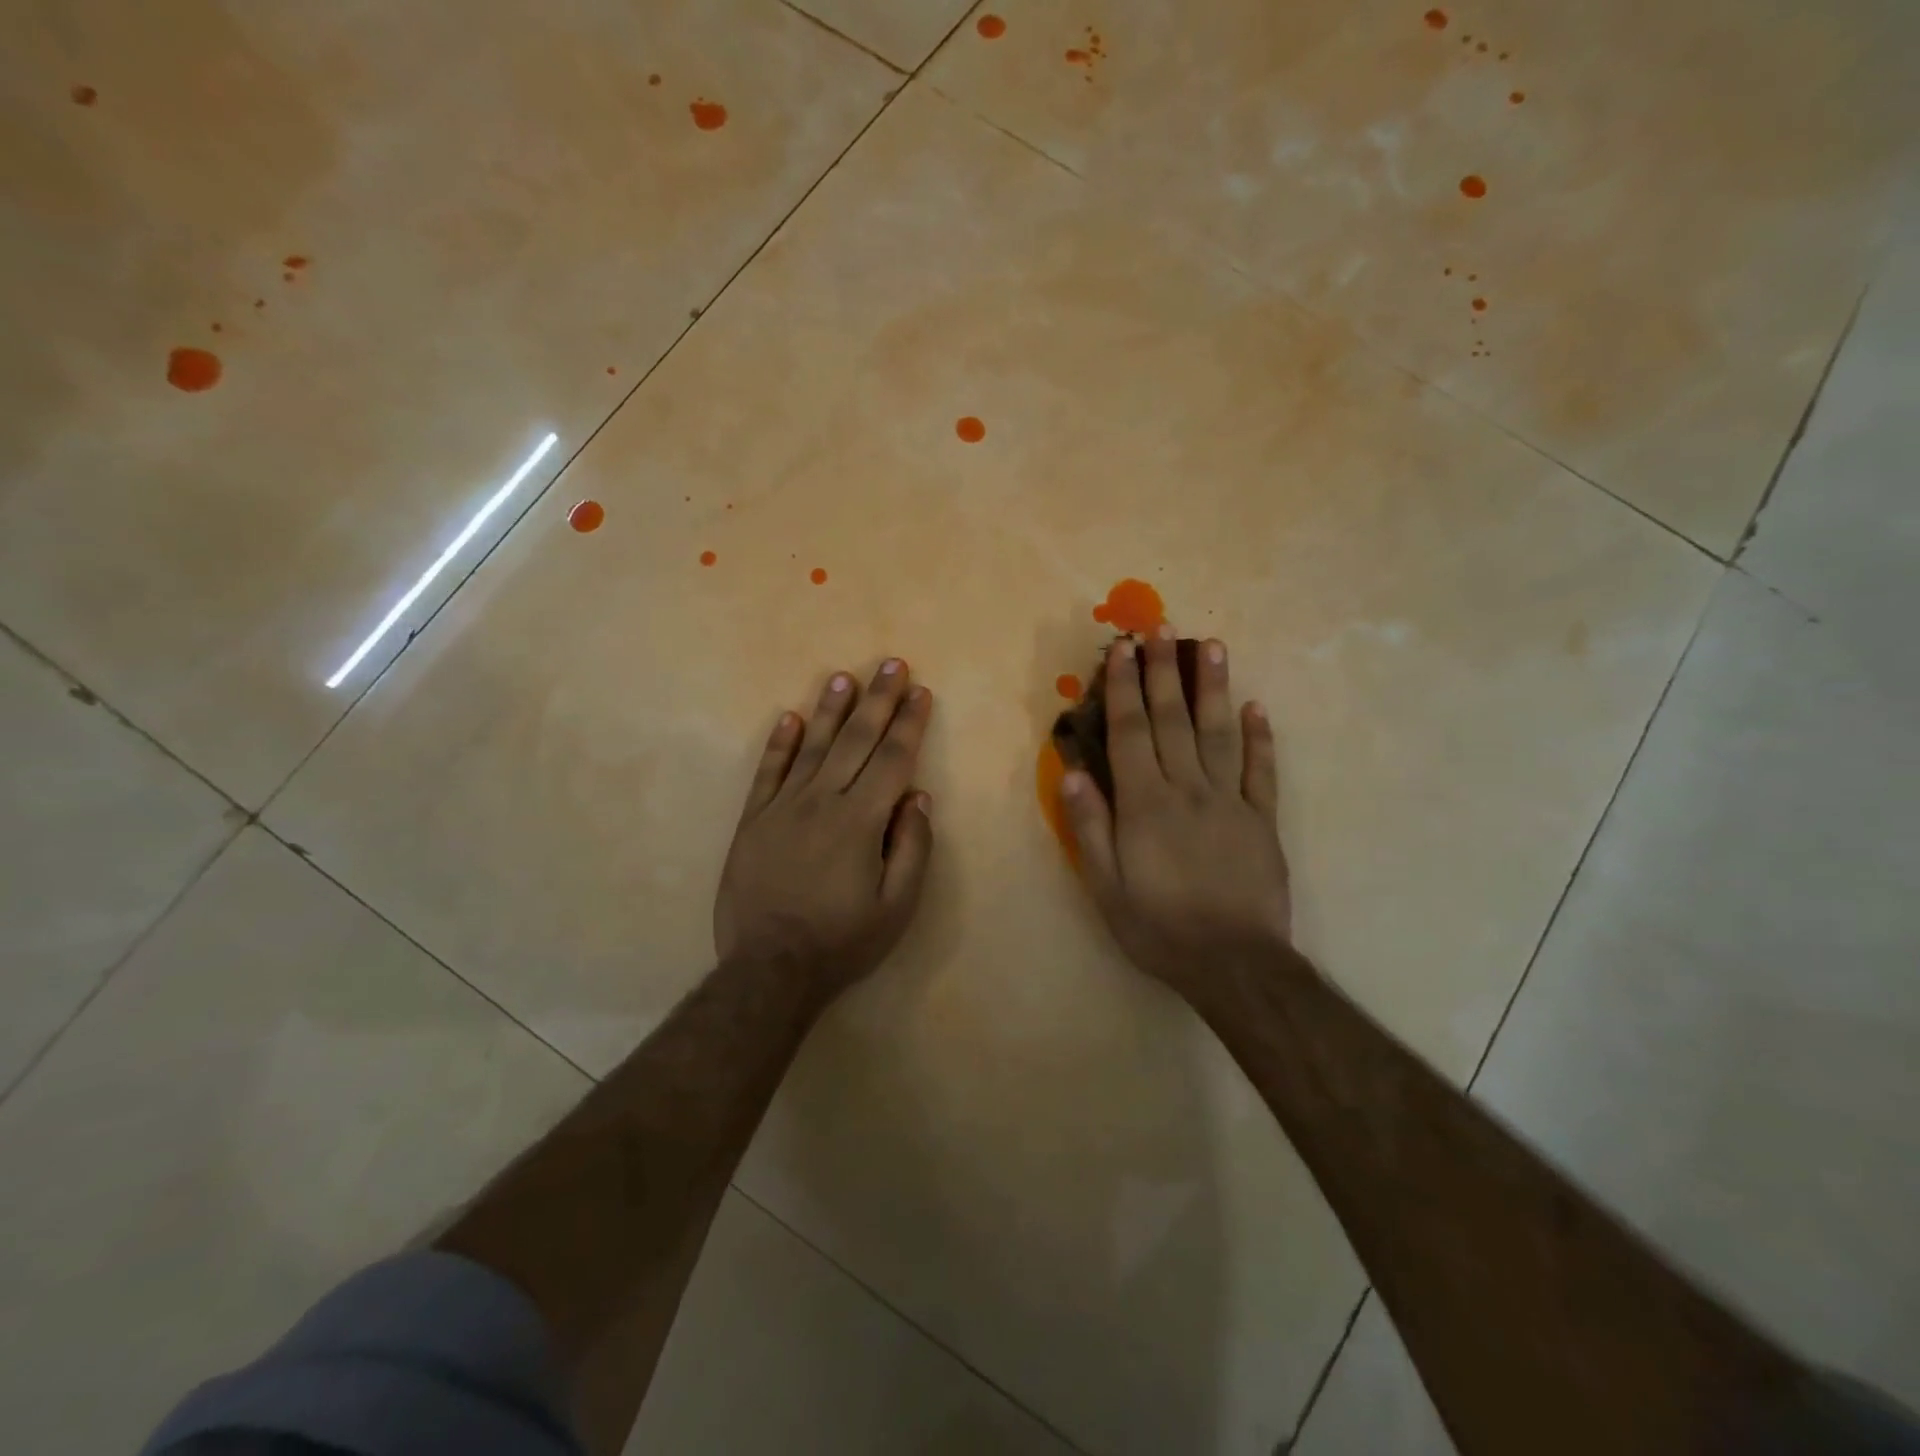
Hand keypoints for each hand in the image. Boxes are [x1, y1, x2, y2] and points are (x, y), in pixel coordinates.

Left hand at [715, 659, 933, 997]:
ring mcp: (783, 807)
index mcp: (861, 820)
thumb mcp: (897, 906)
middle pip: (855, 740)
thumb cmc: (842, 940)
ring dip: (831, 709)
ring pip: (812, 746)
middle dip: (877, 699)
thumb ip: (912, 847)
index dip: (909, 723)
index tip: (921, 692)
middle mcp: (822, 801)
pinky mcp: (754, 820)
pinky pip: (768, 772)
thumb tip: (917, 796)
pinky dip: (780, 743)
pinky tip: (790, 718)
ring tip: (844, 677)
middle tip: (891, 663)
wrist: (769, 968)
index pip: (892, 758)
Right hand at [1059, 628, 1291, 1002]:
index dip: (1124, 688)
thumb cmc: (1159, 928)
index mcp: (1145, 804)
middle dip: (1164, 672)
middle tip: (1162, 628)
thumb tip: (1074, 772)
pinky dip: (1261, 738)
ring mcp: (1231, 801)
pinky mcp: (1263, 820)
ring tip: (1212, 646)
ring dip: (1214, 688)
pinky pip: (1263, 771)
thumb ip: (1089, 827)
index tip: (1123, 650)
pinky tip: (1257, 708)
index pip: (1130, 732)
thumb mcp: (1106, 887)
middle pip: (1173, 720)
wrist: (1235, 965)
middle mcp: (1188, 790)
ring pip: (1220, 733)